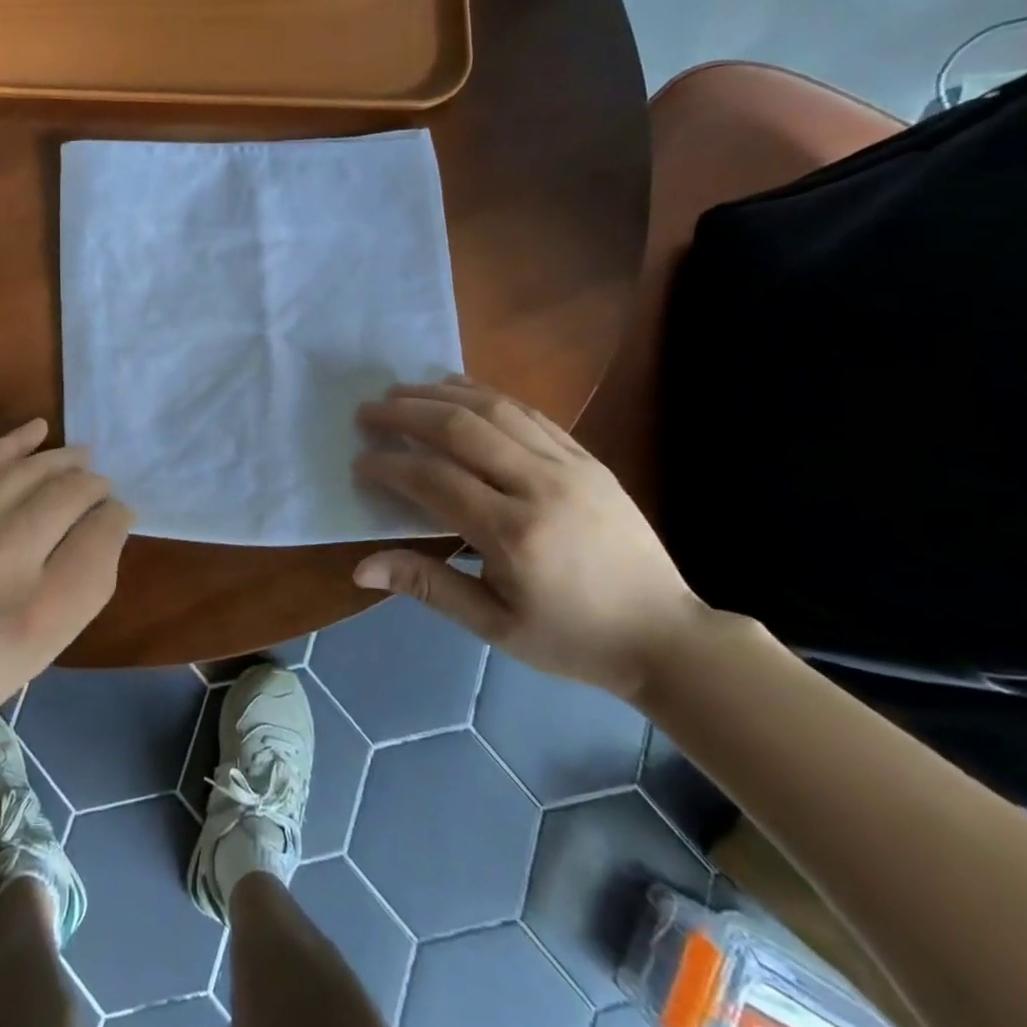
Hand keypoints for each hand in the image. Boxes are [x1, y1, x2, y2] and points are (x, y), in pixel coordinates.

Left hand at [0, 420, 131, 751]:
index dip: (117, 517)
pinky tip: (39, 431)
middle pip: (72, 494)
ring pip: (33, 471)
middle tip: (97, 491)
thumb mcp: (48, 647)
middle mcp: (6, 560)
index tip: (115, 517)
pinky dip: (16, 441)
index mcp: (44, 608)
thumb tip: (106, 519)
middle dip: (95, 487)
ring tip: (80, 460)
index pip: (103, 532)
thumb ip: (88, 580)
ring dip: (64, 461)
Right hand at [352, 377, 703, 701]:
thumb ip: (428, 586)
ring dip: (440, 394)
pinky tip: (457, 388)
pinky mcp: (587, 458)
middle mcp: (539, 487)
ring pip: (494, 409)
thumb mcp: (494, 626)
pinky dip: (486, 394)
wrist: (665, 635)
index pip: (435, 480)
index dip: (391, 466)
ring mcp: (569, 466)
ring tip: (401, 390)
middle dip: (406, 414)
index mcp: (514, 535)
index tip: (361, 462)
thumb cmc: (571, 637)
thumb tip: (361, 569)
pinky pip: (529, 412)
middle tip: (368, 411)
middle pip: (460, 430)